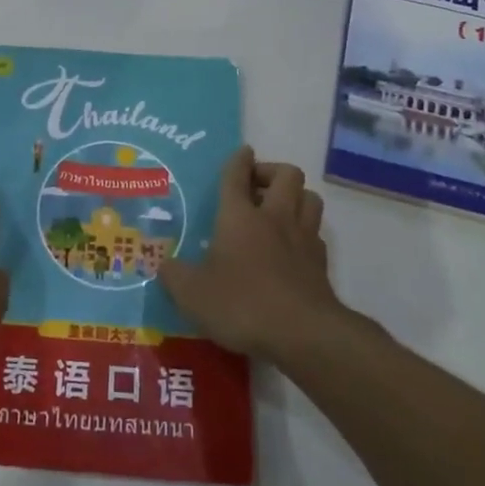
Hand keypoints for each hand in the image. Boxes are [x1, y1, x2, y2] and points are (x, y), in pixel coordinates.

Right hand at [158, 147, 339, 358]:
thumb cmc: (242, 304)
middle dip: (271, 172)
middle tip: (256, 186)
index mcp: (239, 216)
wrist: (303, 334)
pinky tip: (292, 247)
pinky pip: (316, 233)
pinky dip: (305, 231)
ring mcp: (303, 238)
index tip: (241, 152)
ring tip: (278, 210)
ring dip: (295, 196)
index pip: (237, 175)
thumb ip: (173, 275)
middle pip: (287, 174)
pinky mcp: (321, 263)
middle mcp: (274, 218)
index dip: (238, 160)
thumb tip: (163, 265)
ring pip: (310, 197)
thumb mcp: (192, 294)